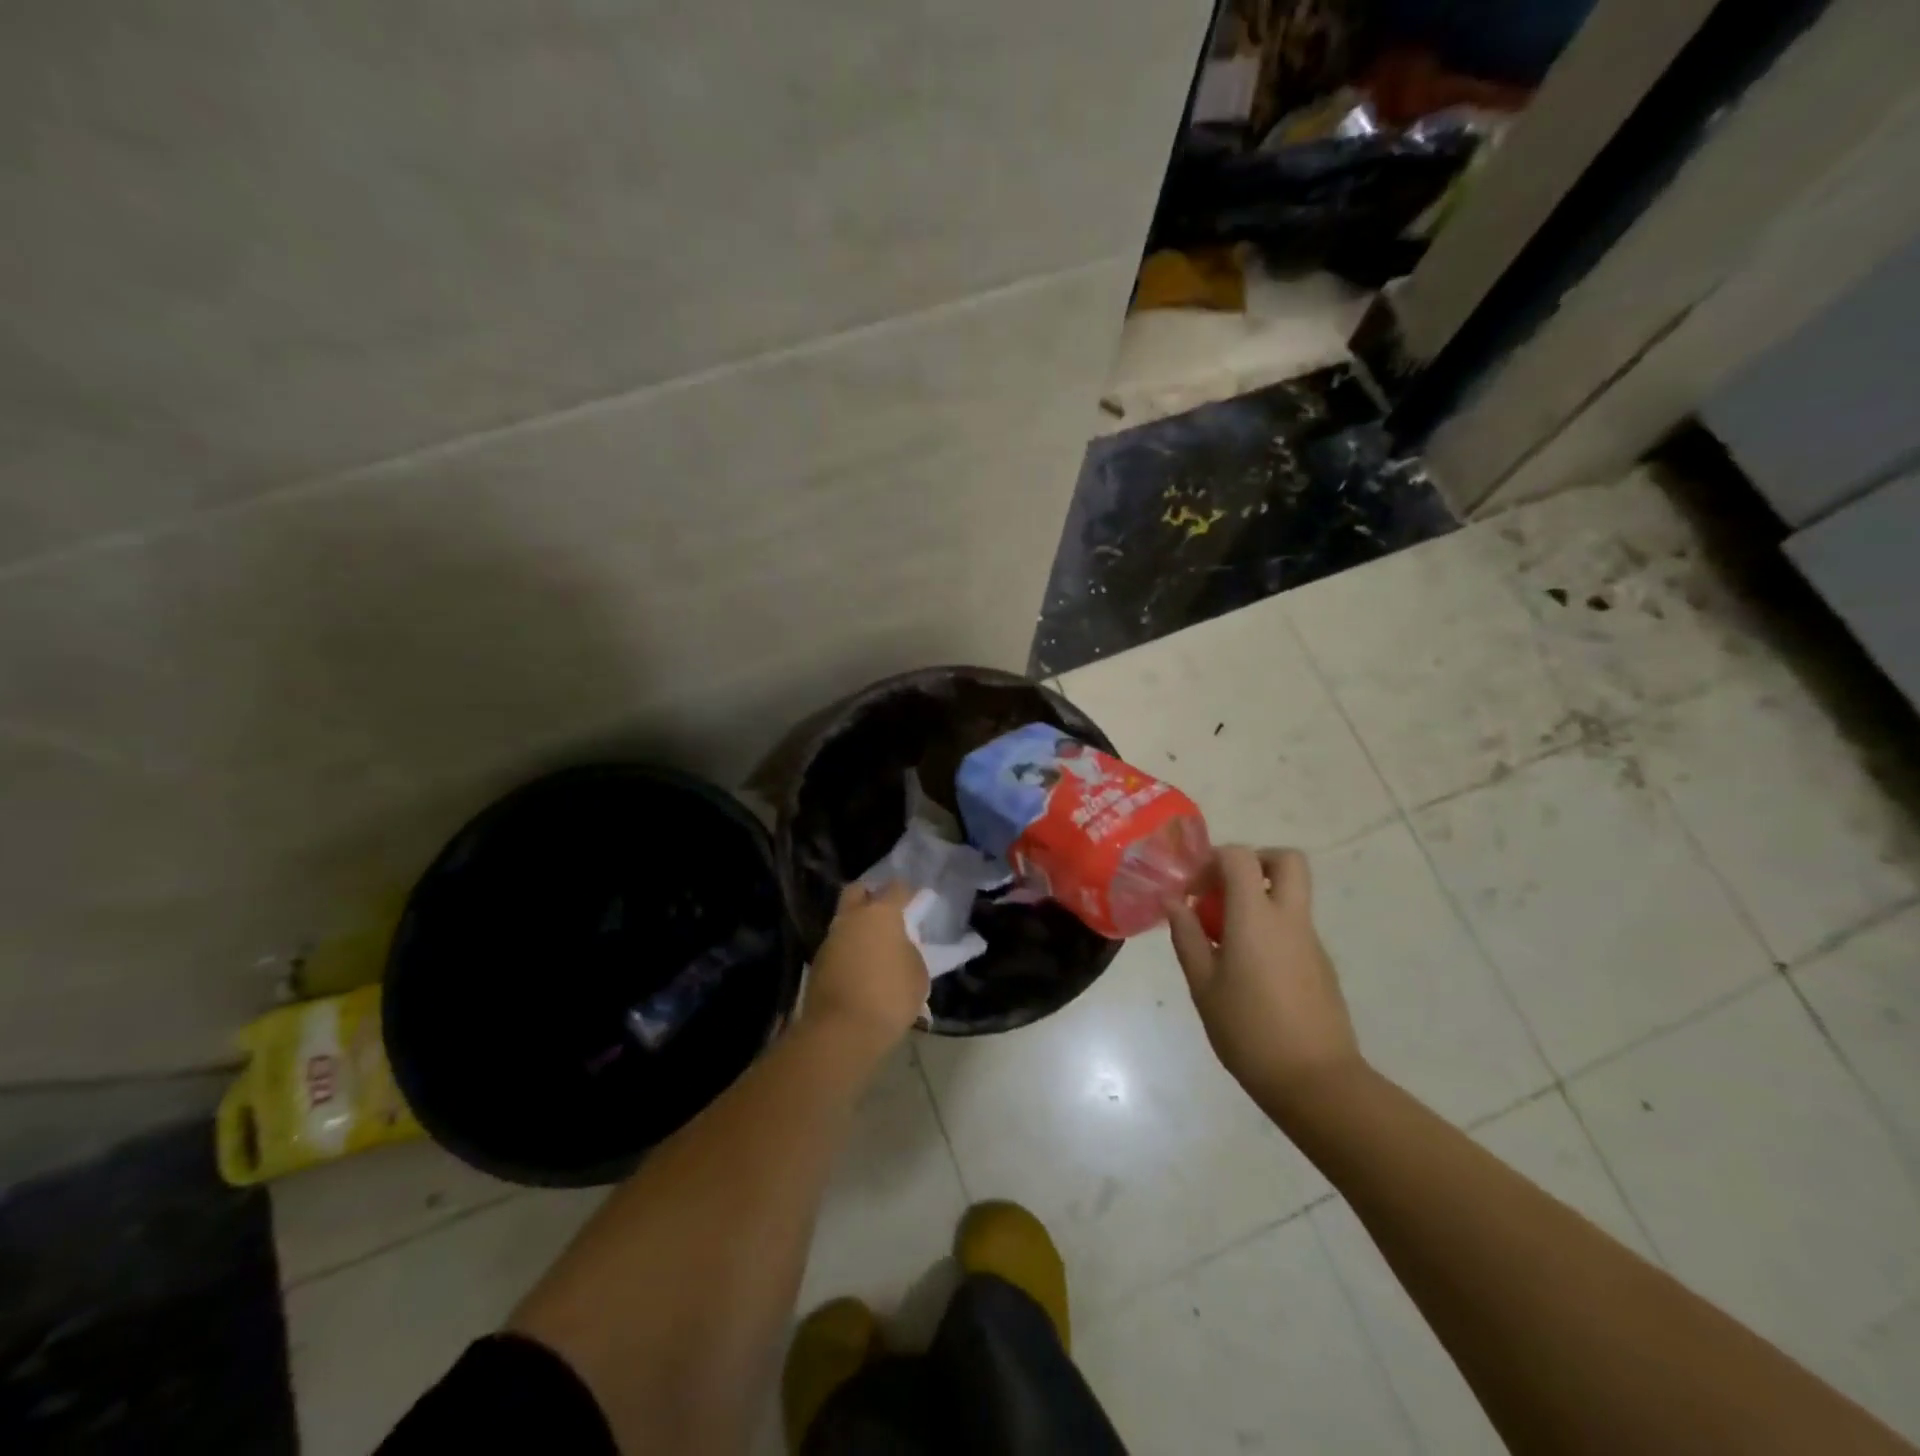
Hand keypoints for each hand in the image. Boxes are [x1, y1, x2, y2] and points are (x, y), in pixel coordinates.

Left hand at [800, 881, 928, 1060]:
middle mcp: (852, 918)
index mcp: (881, 913)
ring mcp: (830, 939)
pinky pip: (838, 946)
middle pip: (858, 891)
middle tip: (887, 911)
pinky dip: (849, 949)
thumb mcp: (917, 974)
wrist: (841, 1031)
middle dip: (871, 895)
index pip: (896, 888)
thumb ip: (910, 951)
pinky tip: (862, 968)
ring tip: (876, 947)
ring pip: (845, 920)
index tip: (917, 901)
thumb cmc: (889, 997)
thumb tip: (900, 947)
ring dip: (858, 926)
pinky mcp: (818, 963)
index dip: (908, 892)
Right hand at [1165, 846, 1363, 1114]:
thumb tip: (1174, 901)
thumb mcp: (1203, 984)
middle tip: (1225, 889)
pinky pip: (1294, 927)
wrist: (1315, 1082)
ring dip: (1260, 899)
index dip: (1214, 859)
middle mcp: (1290, 919)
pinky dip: (1270, 929)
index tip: (1194, 887)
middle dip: (1256, 861)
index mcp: (1256, 918)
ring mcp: (1312, 941)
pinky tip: (1249, 971)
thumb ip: (1187, 936)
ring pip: (1291, 895)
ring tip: (1226, 940)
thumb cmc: (1248, 1031)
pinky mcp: (1322, 965)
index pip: (1241, 857)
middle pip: (1288, 860)